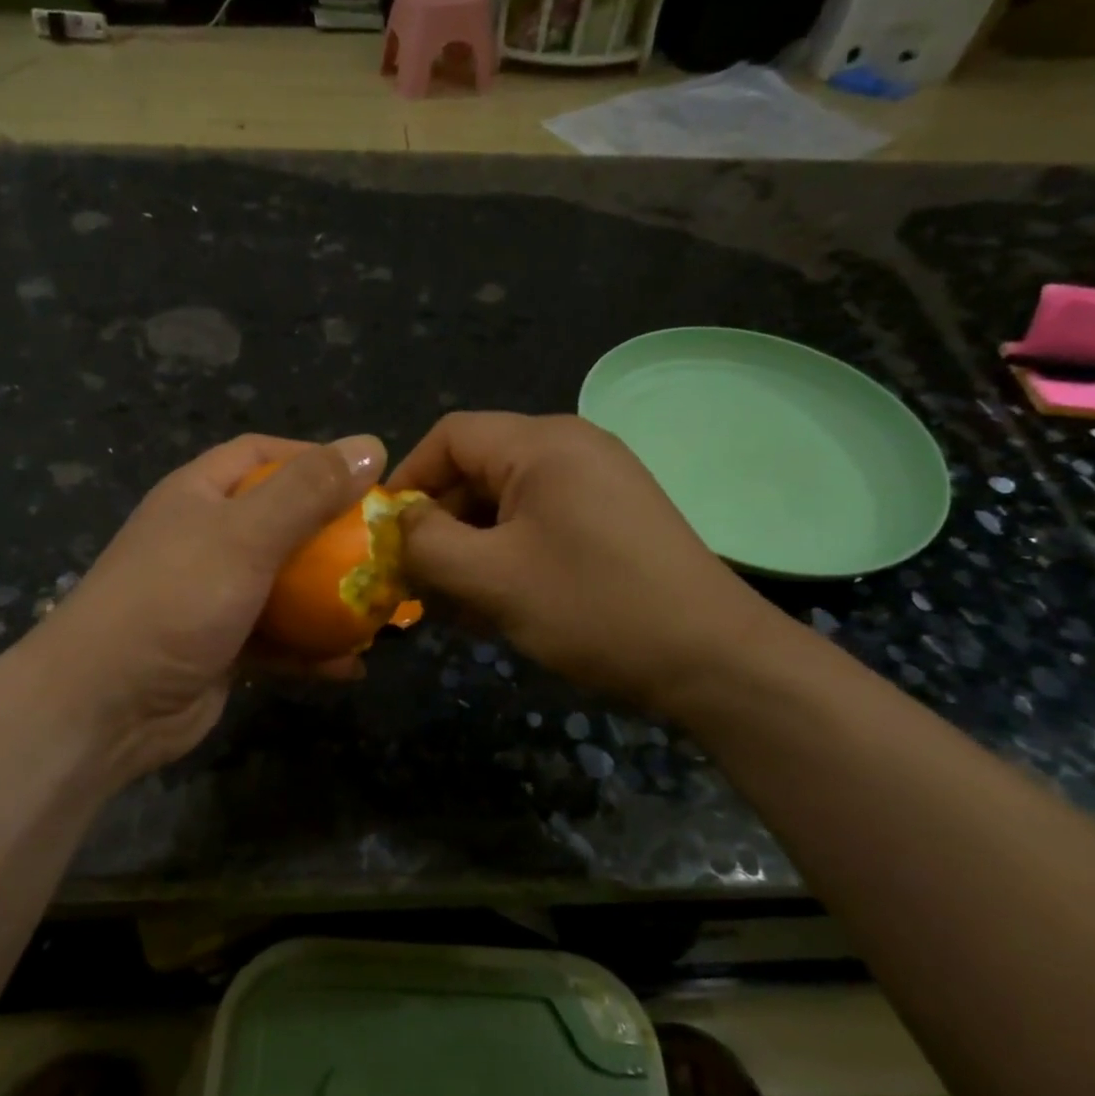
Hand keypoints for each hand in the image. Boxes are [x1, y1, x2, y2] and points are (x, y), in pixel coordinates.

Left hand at [27, 433, 384, 784]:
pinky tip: (351, 664)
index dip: (312, 458)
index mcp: (199, 495)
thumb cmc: (174, 600)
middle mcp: (205, 539)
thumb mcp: (245, 535)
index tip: (365, 476)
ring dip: (330, 598)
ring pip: (285, 585)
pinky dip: (312, 650)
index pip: (260, 454)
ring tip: (381, 608)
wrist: (106, 707)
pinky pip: (279, 639)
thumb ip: (308, 491)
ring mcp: (213, 596)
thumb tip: (371, 444)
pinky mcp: (223, 647)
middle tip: (385, 548)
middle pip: (280, 521)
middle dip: (333, 534)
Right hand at [388, 412, 785, 714]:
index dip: (407, 479)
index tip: (383, 534)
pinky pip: (541, 525)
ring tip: (453, 604)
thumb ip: (425, 543)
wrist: (711, 658)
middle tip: (415, 581)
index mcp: (542, 443)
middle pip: (478, 470)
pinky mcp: (614, 519)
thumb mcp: (491, 578)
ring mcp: (599, 483)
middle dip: (439, 524)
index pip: (450, 436)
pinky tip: (497, 604)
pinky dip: (509, 556)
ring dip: (471, 548)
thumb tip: (397, 523)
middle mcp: (572, 448)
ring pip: (507, 504)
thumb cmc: (593, 607)